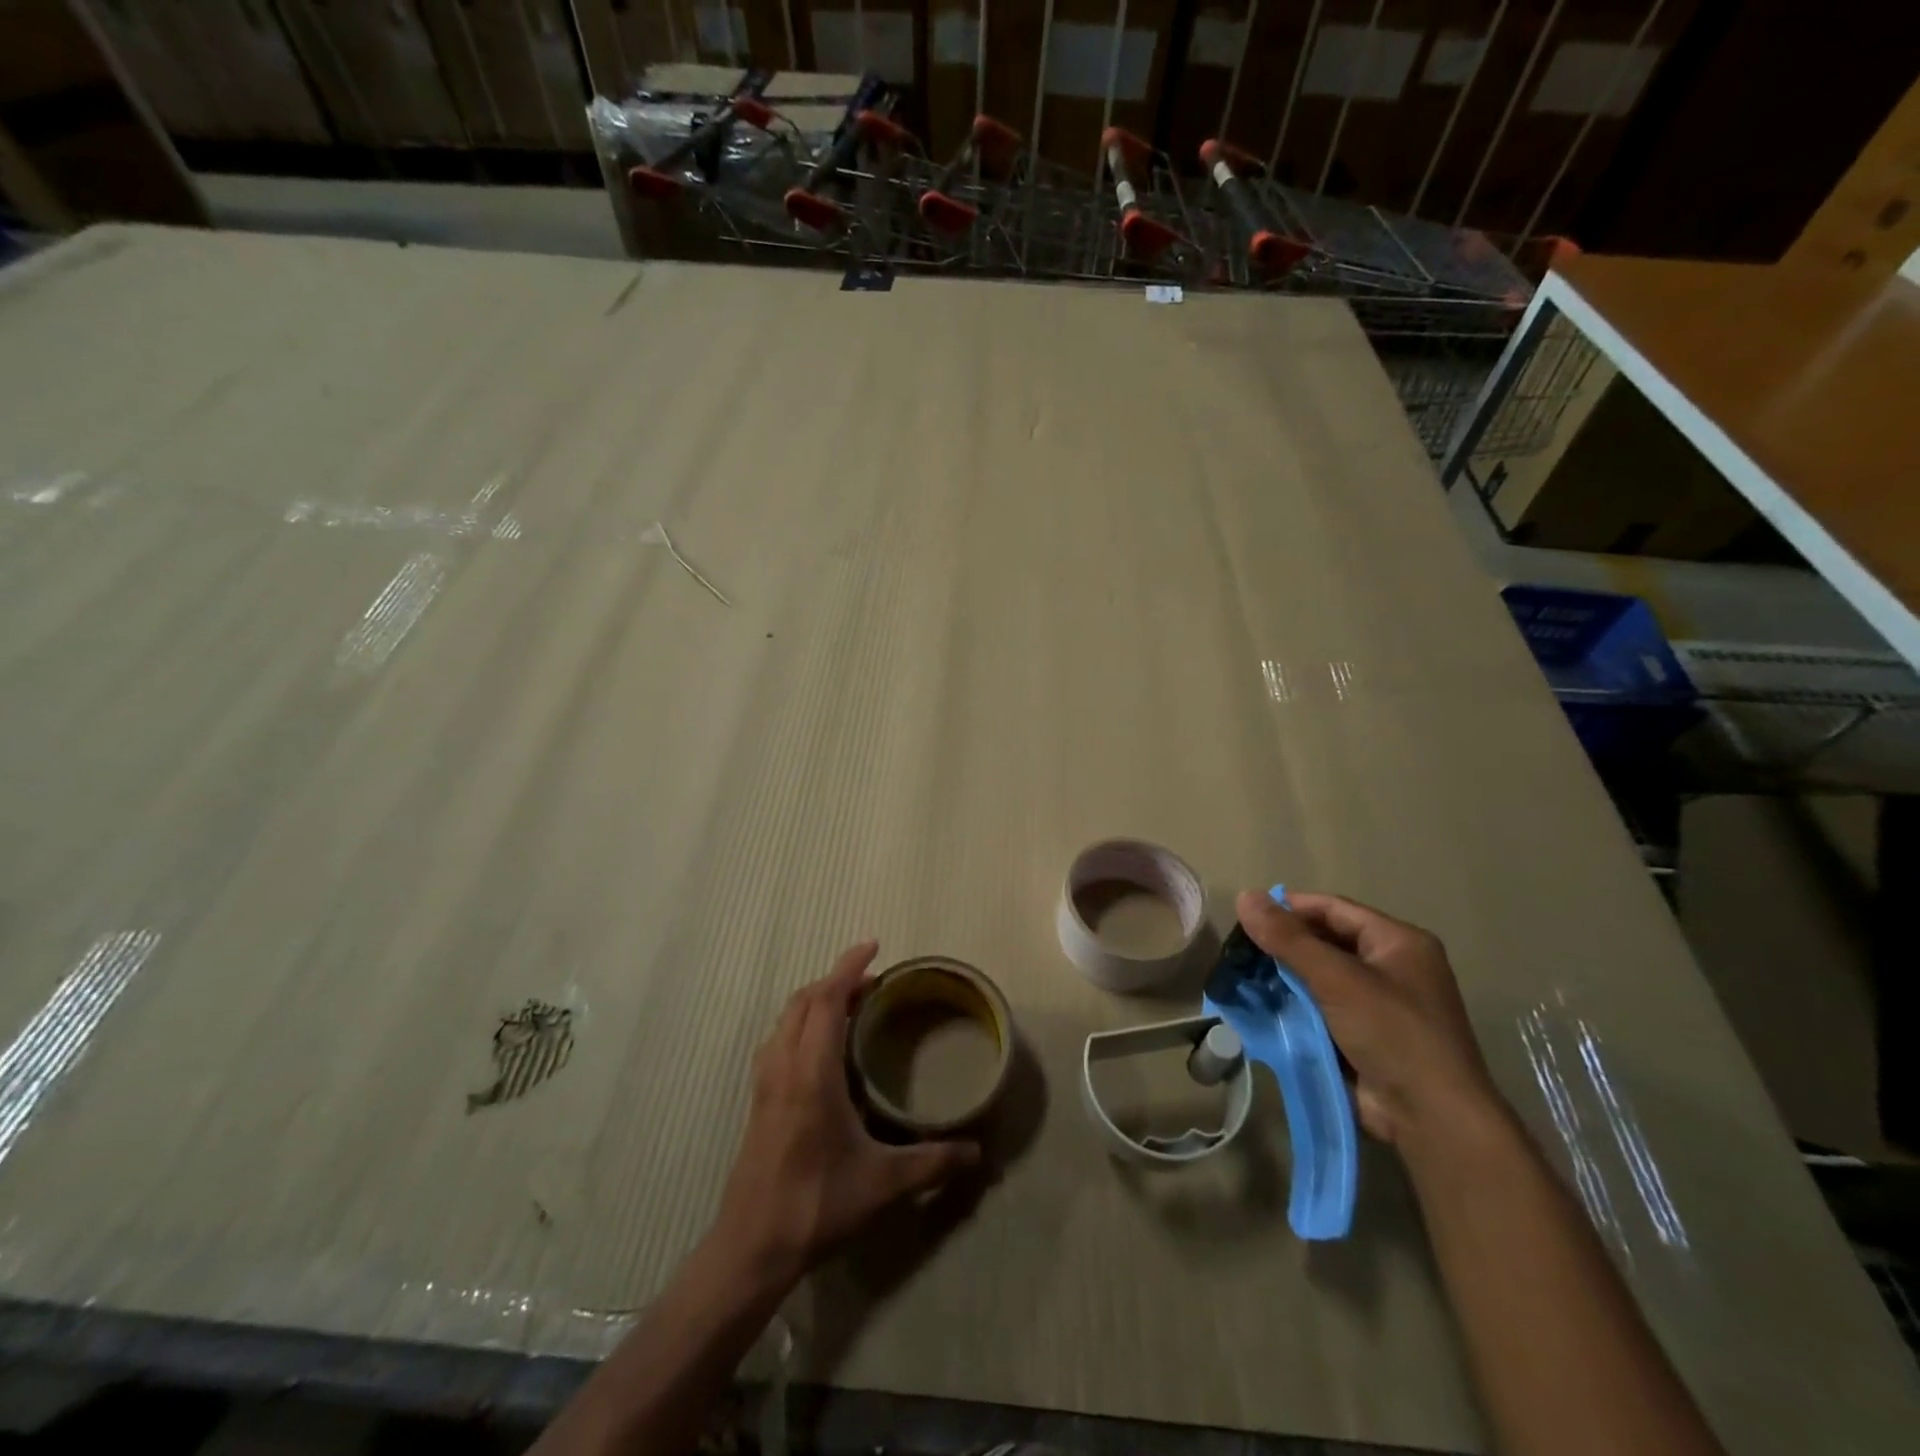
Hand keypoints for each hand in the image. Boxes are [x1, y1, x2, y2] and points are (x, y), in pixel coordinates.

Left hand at [715, 942, 980, 1284]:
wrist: (751, 1247)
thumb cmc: (816, 1205)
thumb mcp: (882, 1184)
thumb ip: (932, 1162)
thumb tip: (977, 1151)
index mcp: (811, 1073)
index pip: (826, 1000)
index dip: (848, 967)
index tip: (873, 945)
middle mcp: (784, 1066)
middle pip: (803, 1000)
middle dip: (835, 979)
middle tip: (872, 981)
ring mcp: (765, 1083)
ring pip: (786, 1018)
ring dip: (816, 1000)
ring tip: (849, 1006)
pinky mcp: (758, 1100)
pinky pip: (779, 1040)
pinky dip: (801, 1023)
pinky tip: (821, 1048)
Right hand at [1235, 890, 1504, 1152]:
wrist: (1432, 1120)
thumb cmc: (1393, 1034)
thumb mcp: (1338, 979)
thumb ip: (1289, 939)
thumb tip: (1244, 896)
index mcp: (1398, 942)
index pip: (1334, 909)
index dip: (1290, 907)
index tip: (1246, 913)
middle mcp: (1392, 968)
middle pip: (1326, 942)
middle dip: (1283, 945)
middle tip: (1238, 949)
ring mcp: (1379, 1005)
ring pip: (1320, 978)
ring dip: (1284, 978)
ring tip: (1240, 976)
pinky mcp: (1364, 1037)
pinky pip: (1321, 1009)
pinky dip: (1293, 1006)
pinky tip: (1260, 1006)